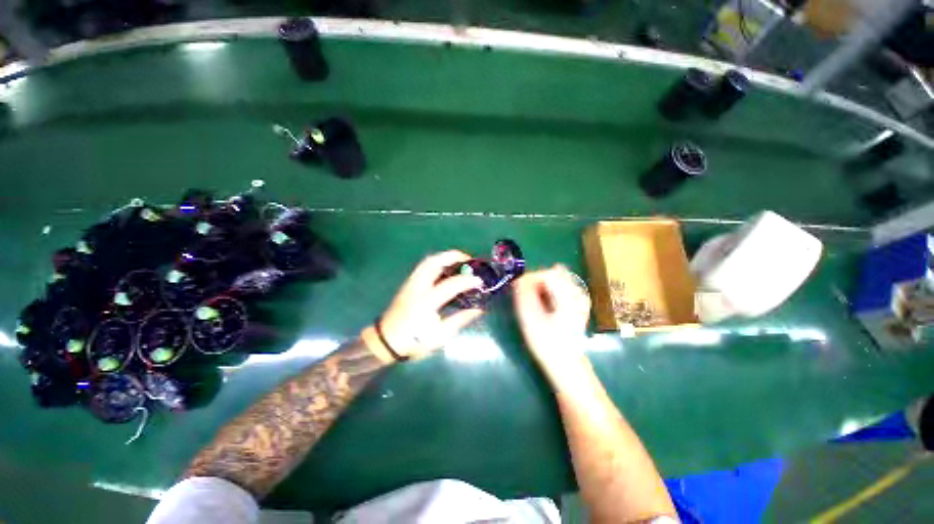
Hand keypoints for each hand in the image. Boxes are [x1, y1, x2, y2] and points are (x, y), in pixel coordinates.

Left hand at [377, 250, 484, 358]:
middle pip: (434, 262)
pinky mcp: (407, 284)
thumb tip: (478, 309)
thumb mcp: (440, 336)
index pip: (451, 284)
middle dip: (452, 256)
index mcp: (426, 302)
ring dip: (444, 257)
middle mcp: (417, 288)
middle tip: (467, 259)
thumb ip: (460, 319)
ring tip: (457, 260)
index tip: (480, 281)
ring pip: (427, 261)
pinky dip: (436, 262)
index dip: (468, 281)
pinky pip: (423, 267)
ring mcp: (410, 284)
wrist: (386, 342)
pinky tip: (444, 268)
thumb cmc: (414, 342)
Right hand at [513, 265, 591, 387]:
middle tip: (522, 296)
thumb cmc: (547, 343)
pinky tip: (542, 306)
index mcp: (568, 295)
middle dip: (534, 282)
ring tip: (531, 302)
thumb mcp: (530, 318)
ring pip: (554, 280)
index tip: (517, 289)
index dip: (529, 278)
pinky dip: (546, 293)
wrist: (565, 365)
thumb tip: (519, 279)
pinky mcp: (576, 304)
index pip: (547, 273)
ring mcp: (578, 298)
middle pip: (552, 274)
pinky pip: (558, 289)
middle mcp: (577, 293)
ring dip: (540, 287)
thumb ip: (524, 294)